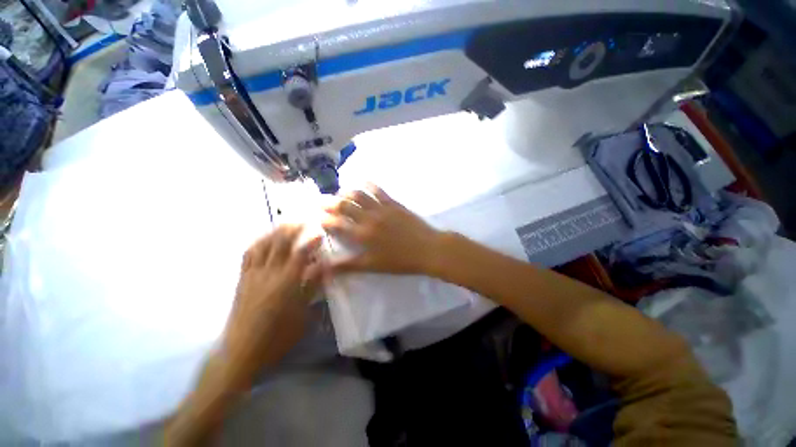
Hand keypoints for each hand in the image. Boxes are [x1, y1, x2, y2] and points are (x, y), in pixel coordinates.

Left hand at [222, 225, 322, 382]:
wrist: (240, 351)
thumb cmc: (277, 336)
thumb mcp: (302, 313)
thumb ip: (312, 286)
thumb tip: (324, 267)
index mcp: (286, 283)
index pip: (301, 253)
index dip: (311, 241)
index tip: (320, 232)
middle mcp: (269, 273)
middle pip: (281, 244)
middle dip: (293, 228)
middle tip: (303, 219)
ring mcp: (253, 274)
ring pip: (263, 245)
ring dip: (275, 231)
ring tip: (285, 224)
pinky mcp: (242, 279)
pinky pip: (248, 254)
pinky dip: (258, 242)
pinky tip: (264, 239)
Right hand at [321, 184, 443, 274]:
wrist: (427, 249)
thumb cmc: (400, 261)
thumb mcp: (373, 266)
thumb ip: (349, 265)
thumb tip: (326, 267)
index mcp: (362, 235)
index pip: (337, 224)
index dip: (325, 219)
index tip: (317, 217)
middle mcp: (369, 218)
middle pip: (345, 206)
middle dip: (331, 203)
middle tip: (322, 200)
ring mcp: (382, 208)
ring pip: (360, 195)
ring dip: (347, 192)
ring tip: (340, 192)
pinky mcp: (394, 204)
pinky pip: (379, 191)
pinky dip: (369, 185)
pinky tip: (364, 182)